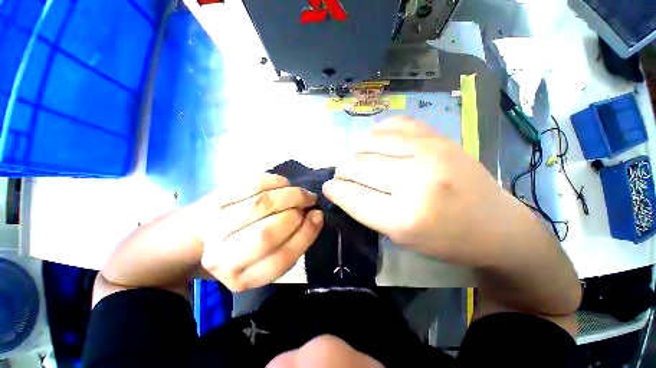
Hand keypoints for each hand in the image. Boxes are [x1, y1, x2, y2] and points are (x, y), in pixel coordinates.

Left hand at [198, 174, 322, 290]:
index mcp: (243, 278)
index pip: (281, 259)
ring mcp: (214, 226)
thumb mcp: (271, 258)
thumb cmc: (246, 249)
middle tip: (308, 202)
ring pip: (262, 204)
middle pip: (267, 232)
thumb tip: (315, 215)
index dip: (306, 233)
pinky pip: (252, 184)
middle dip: (296, 211)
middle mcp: (222, 258)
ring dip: (289, 194)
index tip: (318, 216)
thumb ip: (294, 242)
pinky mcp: (213, 200)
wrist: (207, 237)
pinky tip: (284, 184)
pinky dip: (275, 181)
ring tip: (300, 193)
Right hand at [323, 117, 522, 265]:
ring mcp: (429, 152)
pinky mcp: (438, 137)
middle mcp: (415, 180)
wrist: (496, 225)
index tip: (328, 187)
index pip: (352, 196)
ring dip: (356, 152)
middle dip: (342, 171)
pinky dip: (378, 134)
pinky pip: (393, 124)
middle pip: (357, 165)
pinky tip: (379, 144)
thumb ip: (364, 210)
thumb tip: (337, 188)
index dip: (335, 190)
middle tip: (343, 175)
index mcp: (405, 216)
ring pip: (369, 142)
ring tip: (359, 161)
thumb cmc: (446, 240)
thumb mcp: (399, 236)